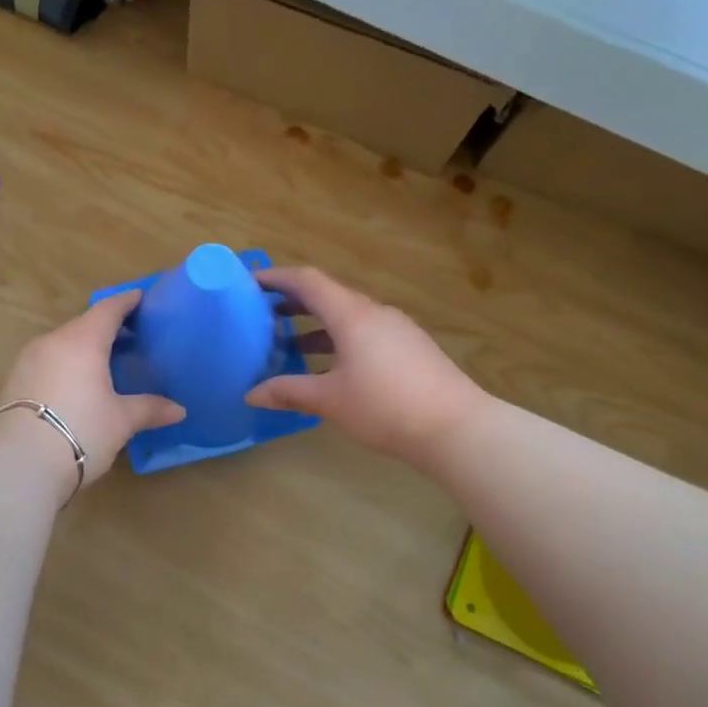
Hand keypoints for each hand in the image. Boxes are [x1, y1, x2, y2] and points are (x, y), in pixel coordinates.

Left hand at [0, 290, 185, 490]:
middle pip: (83, 325)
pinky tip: (76, 385)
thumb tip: (179, 410)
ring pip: (62, 344)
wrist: (17, 464)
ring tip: (104, 363)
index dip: (126, 302)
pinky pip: (47, 362)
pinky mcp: (13, 381)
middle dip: (106, 328)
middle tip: (130, 337)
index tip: (140, 297)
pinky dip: (65, 365)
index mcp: (82, 340)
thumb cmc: (79, 431)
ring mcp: (28, 360)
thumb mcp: (120, 421)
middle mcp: (52, 341)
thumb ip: (149, 409)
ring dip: (83, 348)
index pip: (108, 310)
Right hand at [245, 267, 483, 468]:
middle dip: (293, 302)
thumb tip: (251, 394)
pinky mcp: (410, 348)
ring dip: (316, 324)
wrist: (457, 428)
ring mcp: (396, 329)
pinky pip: (365, 331)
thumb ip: (289, 392)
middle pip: (328, 295)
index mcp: (352, 315)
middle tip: (262, 313)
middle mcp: (374, 313)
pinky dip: (338, 338)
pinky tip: (330, 365)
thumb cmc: (386, 407)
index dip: (277, 277)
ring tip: (288, 342)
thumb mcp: (330, 400)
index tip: (250, 282)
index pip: (308, 281)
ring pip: (348, 316)